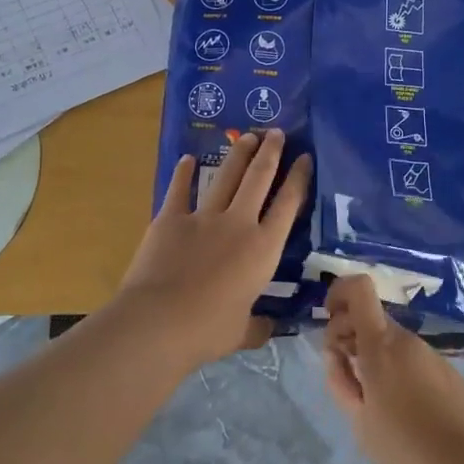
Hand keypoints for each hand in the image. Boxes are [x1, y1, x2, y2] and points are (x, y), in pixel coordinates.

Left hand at [116, 129, 311, 364]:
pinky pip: (180, 190)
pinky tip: (188, 158)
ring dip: (238, 154)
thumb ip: (257, 326)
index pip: (288, 206)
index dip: (299, 179)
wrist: (159, 321)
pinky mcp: (170, 219)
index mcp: (263, 250)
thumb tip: (267, 329)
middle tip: (276, 132)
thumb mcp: (242, 332)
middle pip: (259, 179)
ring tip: (248, 136)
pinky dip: (183, 173)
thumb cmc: (207, 330)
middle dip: (270, 153)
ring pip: (226, 177)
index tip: (305, 158)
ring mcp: (203, 217)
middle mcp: (239, 224)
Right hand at [322, 275, 463, 463]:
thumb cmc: (405, 449)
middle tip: (346, 375)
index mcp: (381, 345)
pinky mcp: (449, 373)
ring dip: (374, 357)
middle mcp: (407, 340)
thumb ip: (340, 381)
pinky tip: (402, 411)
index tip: (329, 319)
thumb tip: (335, 353)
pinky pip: (412, 359)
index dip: (339, 292)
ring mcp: (431, 355)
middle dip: (351, 336)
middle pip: (372, 319)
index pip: (360, 289)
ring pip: (392, 342)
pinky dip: (397, 370)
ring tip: (373, 402)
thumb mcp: (359, 421)